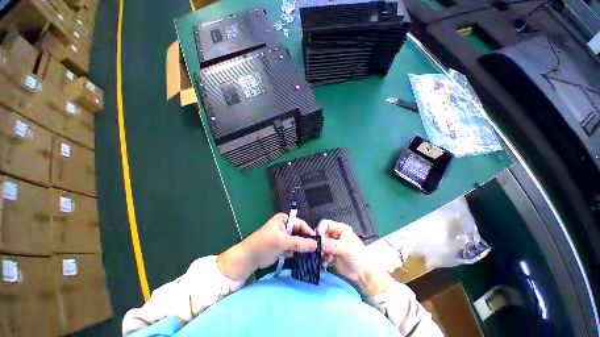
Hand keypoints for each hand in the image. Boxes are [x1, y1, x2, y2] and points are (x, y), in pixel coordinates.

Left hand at [218, 213, 316, 280]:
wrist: (248, 259)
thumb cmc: (264, 244)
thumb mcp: (282, 242)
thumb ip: (299, 243)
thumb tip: (316, 244)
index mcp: (285, 219)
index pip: (301, 224)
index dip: (309, 232)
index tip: (319, 242)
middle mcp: (285, 226)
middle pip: (300, 233)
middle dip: (306, 242)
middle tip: (317, 251)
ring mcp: (284, 236)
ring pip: (297, 241)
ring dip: (302, 248)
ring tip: (313, 256)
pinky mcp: (282, 246)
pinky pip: (293, 248)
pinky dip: (297, 253)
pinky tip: (304, 259)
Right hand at [318, 220, 392, 295]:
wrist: (363, 274)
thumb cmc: (358, 257)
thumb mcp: (345, 249)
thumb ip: (331, 244)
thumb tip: (318, 243)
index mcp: (340, 229)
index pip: (325, 224)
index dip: (320, 229)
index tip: (318, 239)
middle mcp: (335, 234)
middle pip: (322, 233)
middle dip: (320, 242)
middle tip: (319, 250)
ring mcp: (332, 244)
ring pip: (321, 243)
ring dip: (320, 250)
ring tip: (323, 257)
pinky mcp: (331, 253)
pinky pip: (322, 252)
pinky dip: (322, 257)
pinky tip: (326, 262)